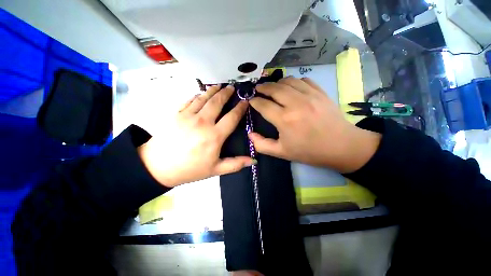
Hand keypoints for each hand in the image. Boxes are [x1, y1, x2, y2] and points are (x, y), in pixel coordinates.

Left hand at [138, 85, 255, 187]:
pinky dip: (197, 95)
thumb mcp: (215, 170)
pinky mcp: (176, 114)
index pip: (232, 118)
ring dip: (212, 91)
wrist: (157, 167)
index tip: (245, 101)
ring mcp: (188, 116)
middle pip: (217, 102)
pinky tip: (200, 94)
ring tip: (219, 86)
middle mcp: (203, 122)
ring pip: (203, 98)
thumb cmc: (190, 169)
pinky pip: (189, 101)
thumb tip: (253, 161)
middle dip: (226, 93)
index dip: (240, 108)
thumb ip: (235, 164)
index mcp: (214, 136)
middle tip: (232, 87)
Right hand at [249, 77, 380, 172]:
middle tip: (258, 89)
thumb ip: (262, 145)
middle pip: (274, 88)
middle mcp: (295, 103)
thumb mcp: (282, 153)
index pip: (263, 105)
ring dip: (276, 83)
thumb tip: (250, 134)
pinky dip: (293, 81)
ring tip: (272, 87)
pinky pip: (303, 80)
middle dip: (263, 87)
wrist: (341, 146)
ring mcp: (309, 95)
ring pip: (288, 81)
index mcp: (284, 119)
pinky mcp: (320, 92)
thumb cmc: (309, 151)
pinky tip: (291, 87)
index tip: (251, 100)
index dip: (254, 101)